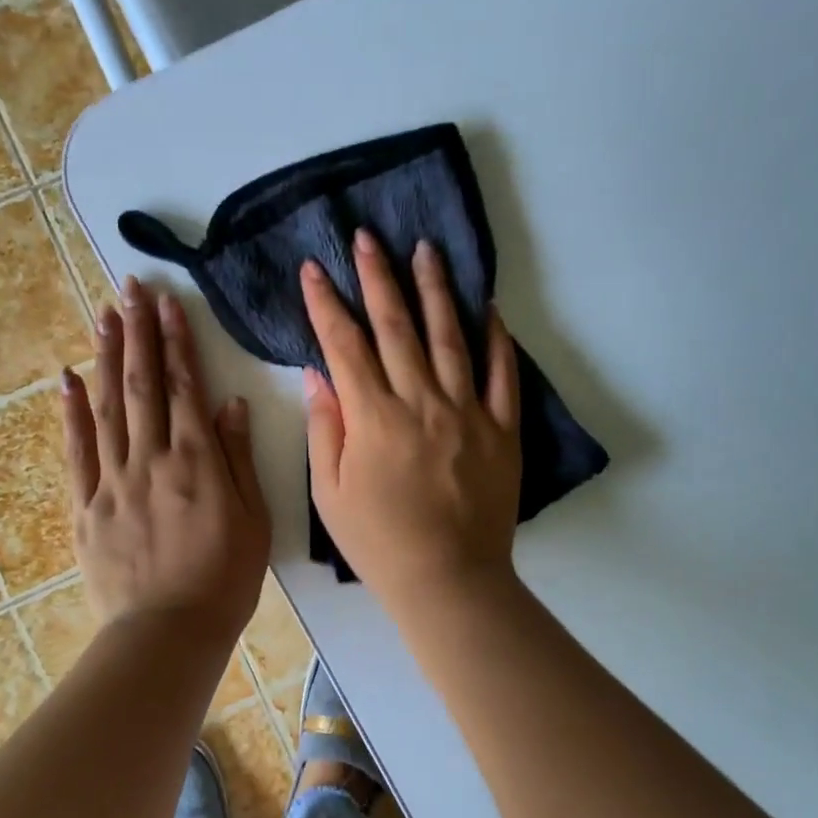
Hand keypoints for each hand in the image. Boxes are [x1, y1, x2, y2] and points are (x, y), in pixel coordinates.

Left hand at [62, 277, 269, 639]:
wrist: (168, 632)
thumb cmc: (224, 579)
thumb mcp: (254, 520)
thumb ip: (239, 459)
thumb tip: (231, 404)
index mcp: (196, 463)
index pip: (184, 387)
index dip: (175, 341)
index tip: (167, 303)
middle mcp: (151, 460)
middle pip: (142, 385)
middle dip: (137, 332)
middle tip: (129, 288)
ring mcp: (112, 481)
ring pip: (107, 407)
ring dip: (106, 357)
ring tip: (103, 315)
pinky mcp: (85, 506)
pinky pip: (76, 451)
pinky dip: (71, 412)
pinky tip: (67, 378)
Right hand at [301, 229, 521, 610]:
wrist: (448, 580)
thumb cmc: (379, 542)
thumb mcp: (330, 493)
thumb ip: (324, 429)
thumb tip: (319, 375)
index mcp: (374, 418)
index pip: (344, 346)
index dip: (326, 304)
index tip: (314, 269)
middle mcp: (422, 402)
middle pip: (397, 327)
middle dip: (378, 278)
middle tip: (369, 237)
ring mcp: (468, 413)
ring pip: (450, 337)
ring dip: (436, 290)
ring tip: (426, 250)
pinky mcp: (502, 430)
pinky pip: (502, 375)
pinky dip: (497, 339)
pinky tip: (489, 308)